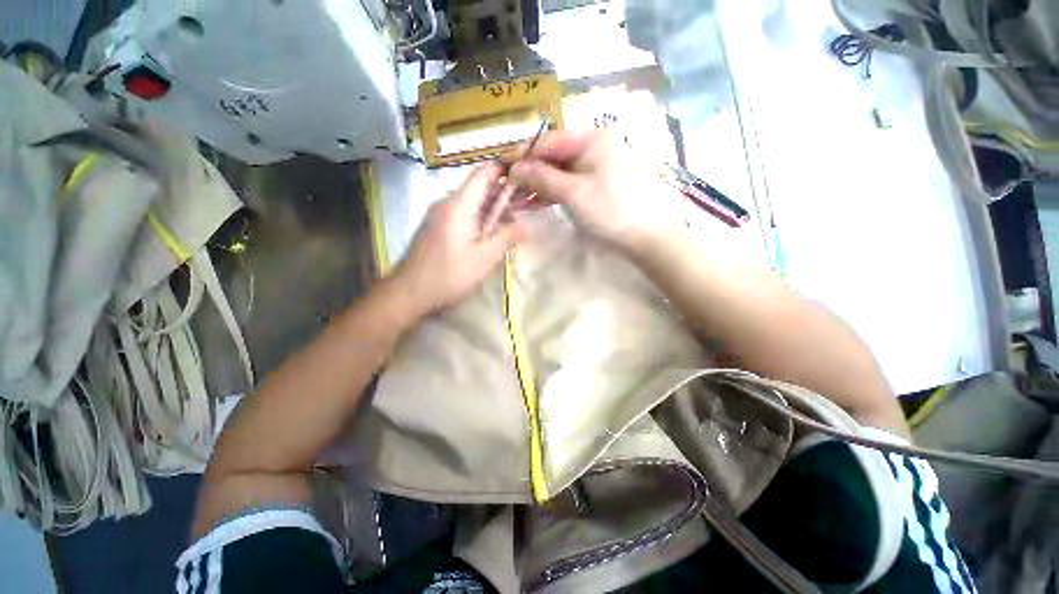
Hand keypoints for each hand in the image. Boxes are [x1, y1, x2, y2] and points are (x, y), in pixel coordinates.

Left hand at [393, 163, 523, 314]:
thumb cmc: (448, 275)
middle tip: (529, 201)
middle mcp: (447, 202)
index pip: (485, 173)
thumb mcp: (484, 258)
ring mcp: (440, 214)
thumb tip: (525, 223)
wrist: (408, 292)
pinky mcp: (437, 226)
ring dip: (495, 206)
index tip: (528, 174)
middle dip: (505, 191)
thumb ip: (506, 237)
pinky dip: (482, 217)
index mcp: (459, 204)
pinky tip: (494, 230)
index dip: (507, 169)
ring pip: (473, 201)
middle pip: (480, 186)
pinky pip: (464, 213)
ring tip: (517, 216)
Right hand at [507, 130, 679, 254]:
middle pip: (552, 157)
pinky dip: (551, 193)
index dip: (524, 156)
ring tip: (517, 200)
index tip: (503, 172)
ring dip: (538, 186)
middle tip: (508, 191)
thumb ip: (542, 178)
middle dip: (530, 174)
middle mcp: (592, 148)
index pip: (547, 141)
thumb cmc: (610, 210)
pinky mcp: (595, 186)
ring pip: (558, 173)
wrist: (644, 236)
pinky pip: (567, 184)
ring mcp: (594, 167)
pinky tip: (535, 203)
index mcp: (590, 140)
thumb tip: (514, 168)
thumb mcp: (573, 192)